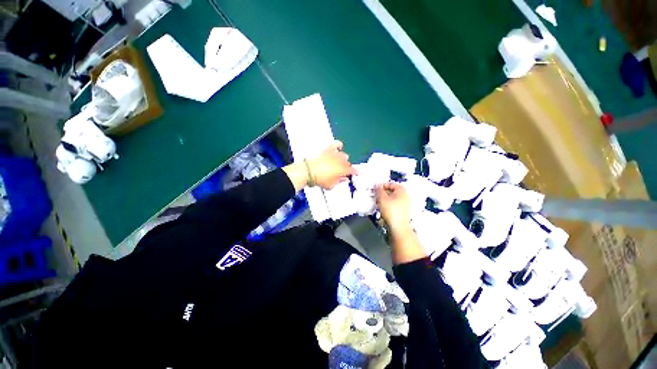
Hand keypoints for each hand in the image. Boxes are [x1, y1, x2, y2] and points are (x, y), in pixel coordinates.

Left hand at [307, 141, 355, 188]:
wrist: (309, 171)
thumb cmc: (319, 178)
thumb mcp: (330, 185)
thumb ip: (339, 181)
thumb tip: (344, 179)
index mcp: (342, 170)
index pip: (352, 170)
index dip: (356, 172)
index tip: (357, 173)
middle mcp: (340, 161)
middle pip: (348, 163)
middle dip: (347, 168)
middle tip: (343, 171)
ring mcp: (334, 154)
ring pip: (344, 155)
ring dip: (343, 159)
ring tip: (339, 162)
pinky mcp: (328, 150)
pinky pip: (336, 144)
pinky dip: (339, 145)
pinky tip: (339, 148)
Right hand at [376, 182, 426, 263]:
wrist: (398, 227)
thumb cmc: (390, 210)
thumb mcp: (382, 198)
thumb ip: (378, 189)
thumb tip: (377, 184)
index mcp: (402, 189)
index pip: (389, 183)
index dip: (380, 186)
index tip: (374, 190)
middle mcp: (406, 195)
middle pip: (391, 191)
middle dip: (382, 193)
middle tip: (375, 196)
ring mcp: (406, 203)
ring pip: (392, 198)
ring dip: (384, 199)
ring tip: (378, 203)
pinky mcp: (404, 211)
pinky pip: (394, 204)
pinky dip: (388, 205)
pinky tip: (383, 209)